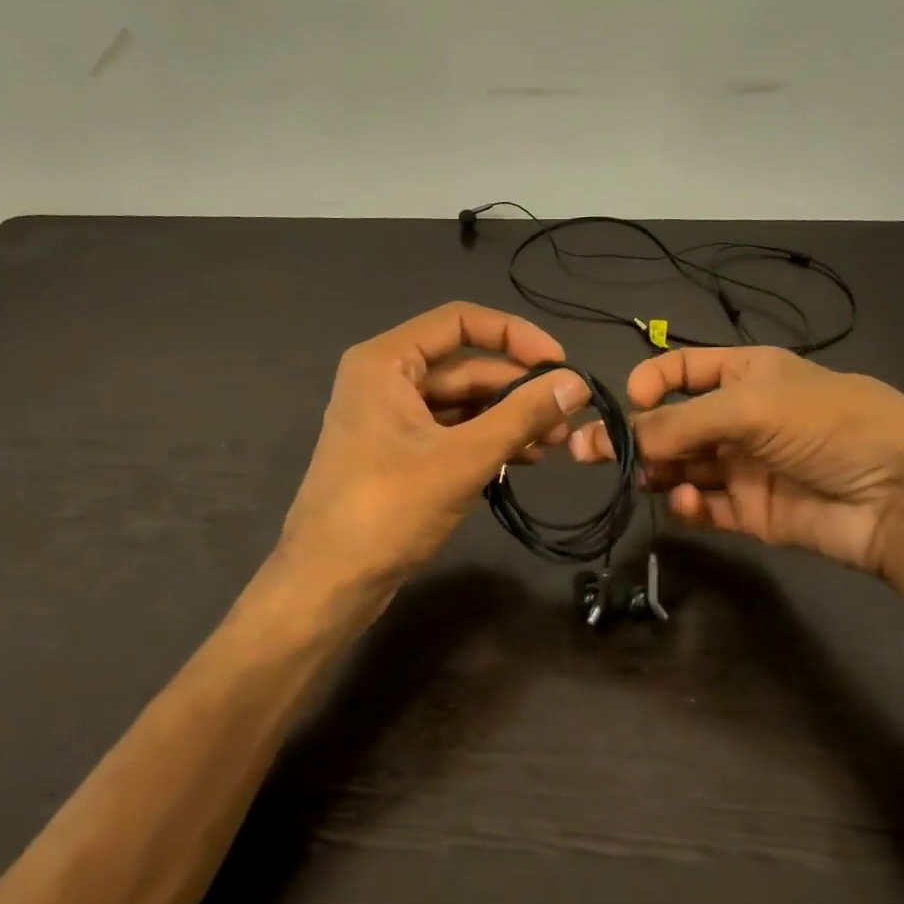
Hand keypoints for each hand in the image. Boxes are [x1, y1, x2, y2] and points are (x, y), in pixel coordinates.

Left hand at [272, 303, 589, 628]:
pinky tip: (525, 459)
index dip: (514, 335)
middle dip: (518, 388)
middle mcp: (386, 379)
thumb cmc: (387, 510)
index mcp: (386, 361)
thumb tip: (577, 382)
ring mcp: (391, 418)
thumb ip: (522, 415)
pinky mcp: (399, 453)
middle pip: (465, 365)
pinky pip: (451, 431)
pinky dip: (487, 440)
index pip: (459, 320)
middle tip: (568, 415)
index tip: (559, 363)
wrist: (327, 584)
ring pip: (462, 402)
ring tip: (557, 443)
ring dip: (508, 418)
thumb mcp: (462, 459)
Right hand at [569, 347, 903, 607]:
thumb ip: (681, 422)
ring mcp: (746, 466)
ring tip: (634, 479)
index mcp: (747, 374)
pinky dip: (688, 506)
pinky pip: (706, 506)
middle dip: (634, 434)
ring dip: (656, 470)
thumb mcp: (751, 405)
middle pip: (674, 423)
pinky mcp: (753, 513)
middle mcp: (742, 417)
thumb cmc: (826, 425)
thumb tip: (622, 437)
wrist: (902, 498)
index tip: (626, 402)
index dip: (651, 381)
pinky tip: (684, 505)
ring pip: (683, 466)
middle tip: (586, 451)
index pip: (683, 369)